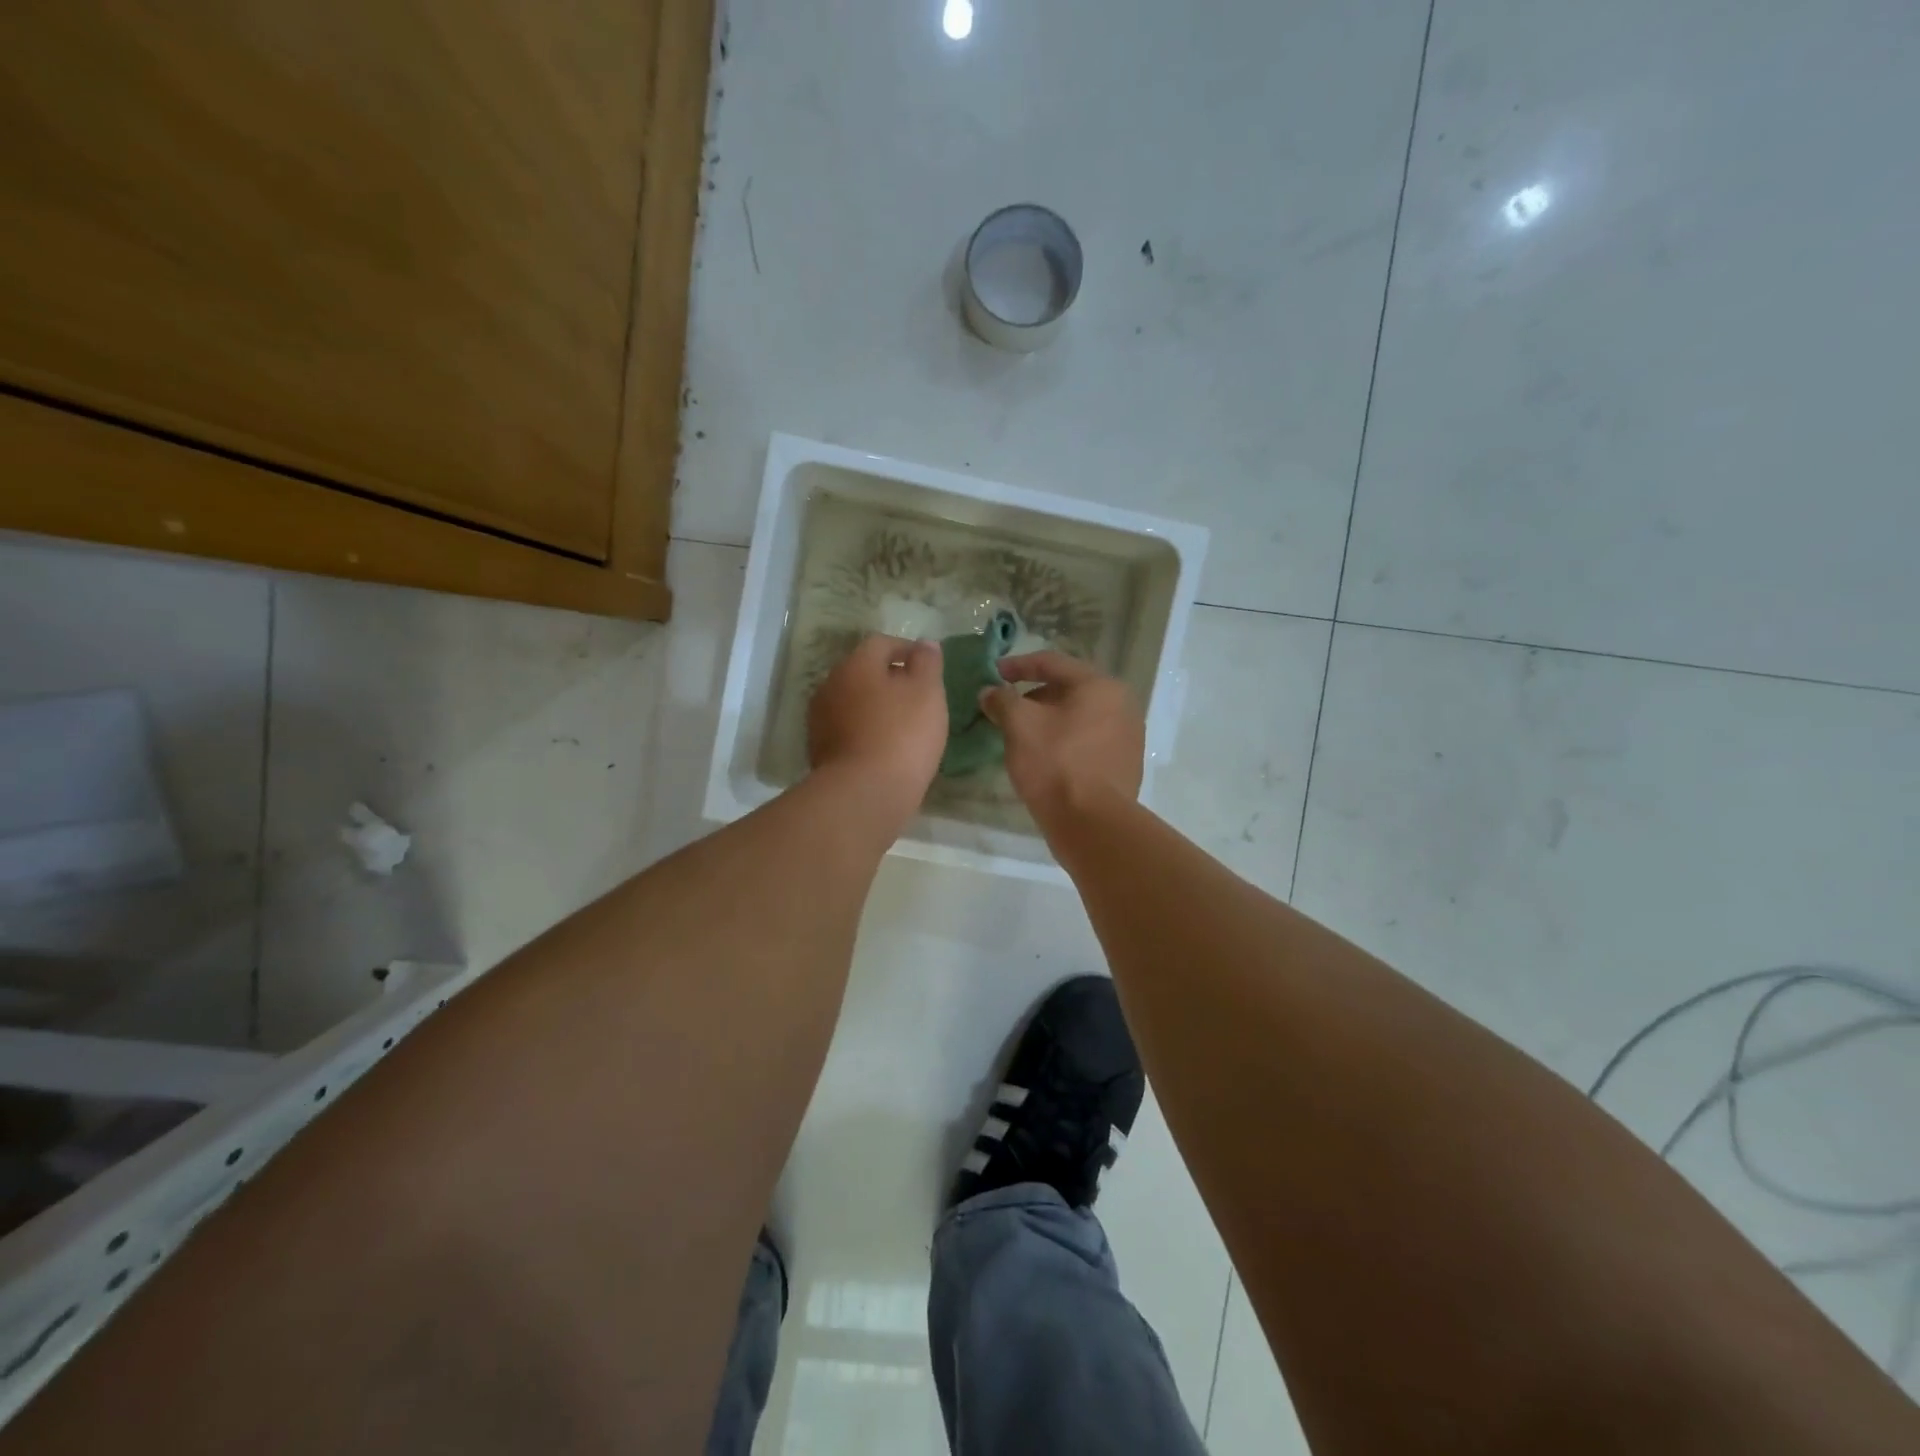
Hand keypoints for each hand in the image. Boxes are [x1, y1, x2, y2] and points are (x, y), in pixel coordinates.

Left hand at [808, 635, 947, 818]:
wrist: (864, 793)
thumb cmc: (902, 734)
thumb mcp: (927, 692)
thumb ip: (927, 663)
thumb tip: (924, 644)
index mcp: (855, 665)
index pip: (881, 643)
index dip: (907, 649)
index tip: (928, 666)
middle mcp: (830, 685)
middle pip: (863, 673)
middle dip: (889, 680)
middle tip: (918, 697)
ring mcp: (820, 720)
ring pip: (853, 703)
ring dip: (875, 708)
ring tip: (903, 726)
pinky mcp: (820, 752)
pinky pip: (848, 731)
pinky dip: (866, 733)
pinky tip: (885, 749)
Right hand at [979, 652, 1144, 824]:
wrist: (1092, 824)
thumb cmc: (1055, 763)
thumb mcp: (1019, 725)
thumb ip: (1002, 700)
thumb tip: (990, 692)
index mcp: (1100, 686)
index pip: (1053, 663)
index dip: (1018, 665)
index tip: (993, 674)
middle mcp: (1122, 705)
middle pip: (1069, 690)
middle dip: (1033, 697)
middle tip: (1006, 709)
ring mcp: (1128, 737)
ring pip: (1079, 718)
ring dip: (1049, 721)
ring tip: (1021, 735)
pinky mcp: (1124, 765)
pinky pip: (1088, 742)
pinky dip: (1064, 741)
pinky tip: (1044, 757)